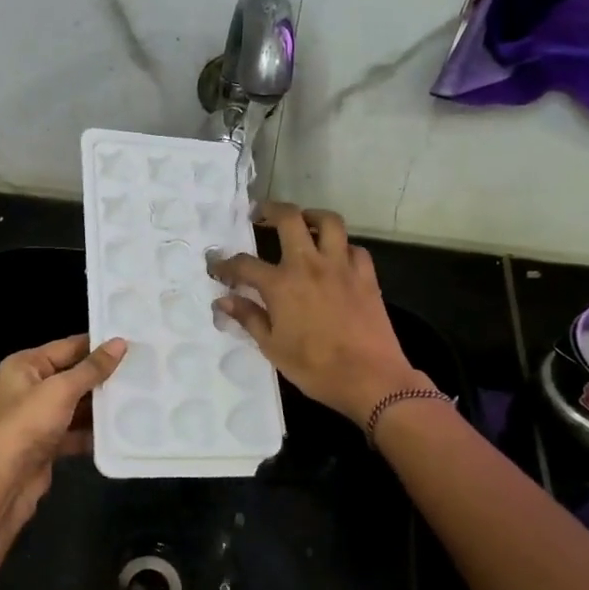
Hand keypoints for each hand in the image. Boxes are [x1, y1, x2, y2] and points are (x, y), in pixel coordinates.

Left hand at [0, 334, 125, 537]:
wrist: (2, 482)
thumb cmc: (27, 424)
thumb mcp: (61, 390)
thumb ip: (92, 368)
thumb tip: (120, 343)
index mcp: (25, 365)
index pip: (67, 346)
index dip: (98, 345)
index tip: (133, 343)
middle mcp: (29, 387)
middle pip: (73, 376)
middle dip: (103, 377)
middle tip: (143, 371)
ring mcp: (38, 418)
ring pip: (76, 406)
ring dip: (102, 406)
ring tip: (140, 397)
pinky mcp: (47, 444)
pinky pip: (75, 432)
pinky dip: (94, 432)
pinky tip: (122, 429)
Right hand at [212, 202, 427, 424]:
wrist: (371, 379)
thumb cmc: (316, 368)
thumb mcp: (273, 348)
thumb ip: (249, 318)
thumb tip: (223, 300)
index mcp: (281, 285)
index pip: (244, 264)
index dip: (225, 263)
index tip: (216, 267)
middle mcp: (309, 265)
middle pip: (289, 219)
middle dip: (270, 210)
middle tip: (260, 214)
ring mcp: (341, 267)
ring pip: (329, 222)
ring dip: (312, 216)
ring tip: (303, 222)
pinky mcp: (366, 276)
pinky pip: (354, 248)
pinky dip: (342, 247)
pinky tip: (336, 258)